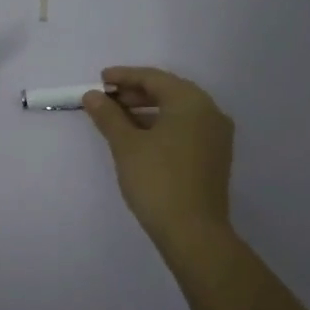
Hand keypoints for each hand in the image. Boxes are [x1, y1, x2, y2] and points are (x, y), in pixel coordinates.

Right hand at [82, 67, 234, 249]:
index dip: (124, 76)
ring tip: (117, 119)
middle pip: (168, 92)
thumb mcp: (126, 145)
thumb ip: (109, 116)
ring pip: (177, 112)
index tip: (101, 80)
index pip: (154, 78)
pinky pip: (185, 129)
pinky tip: (139, 138)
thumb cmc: (157, 181)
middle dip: (135, 93)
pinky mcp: (214, 156)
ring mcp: (216, 135)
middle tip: (106, 100)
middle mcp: (210, 112)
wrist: (193, 232)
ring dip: (147, 111)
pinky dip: (161, 127)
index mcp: (191, 102)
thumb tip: (92, 96)